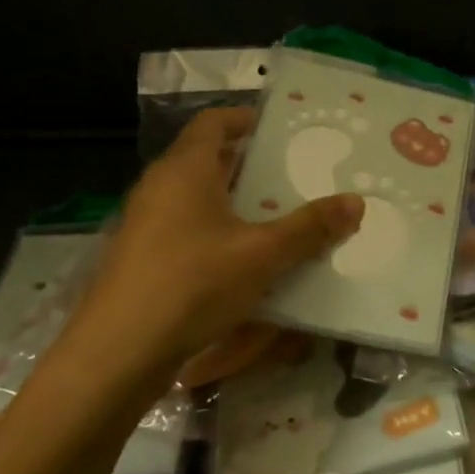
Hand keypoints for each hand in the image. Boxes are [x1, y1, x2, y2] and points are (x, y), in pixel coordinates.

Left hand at [51, 109, 360, 405]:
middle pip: (210, 160)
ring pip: (201, 198)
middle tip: (298, 175)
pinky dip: (222, 232)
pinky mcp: (144, 259)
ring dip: (239, 202)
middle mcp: (161, 187)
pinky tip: (251, 260)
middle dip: (253, 165)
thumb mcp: (262, 254)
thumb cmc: (192, 284)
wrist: (117, 354)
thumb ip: (310, 227)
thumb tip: (356, 202)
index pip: (214, 121)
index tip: (284, 129)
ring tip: (283, 216)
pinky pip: (190, 229)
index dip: (247, 118)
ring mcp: (148, 224)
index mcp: (185, 169)